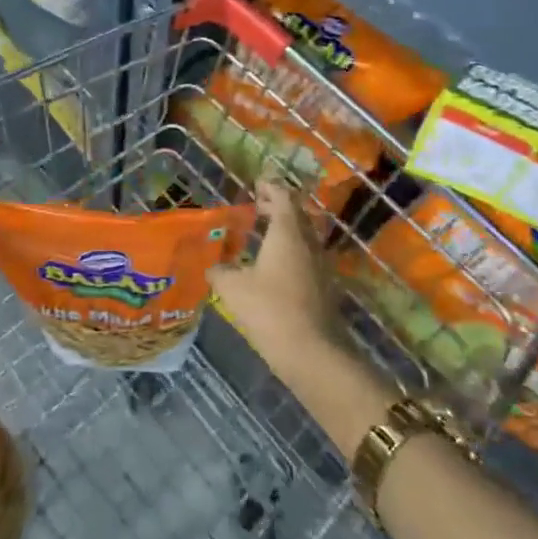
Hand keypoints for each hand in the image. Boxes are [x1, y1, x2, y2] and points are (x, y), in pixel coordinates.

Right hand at [208, 177, 345, 365]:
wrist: (313, 354)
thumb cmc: (270, 310)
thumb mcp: (233, 289)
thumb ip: (220, 272)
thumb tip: (212, 267)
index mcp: (287, 233)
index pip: (283, 197)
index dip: (270, 188)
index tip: (256, 184)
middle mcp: (308, 243)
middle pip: (296, 215)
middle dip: (277, 208)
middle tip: (256, 208)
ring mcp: (321, 266)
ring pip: (303, 237)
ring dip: (285, 231)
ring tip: (262, 236)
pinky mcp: (324, 288)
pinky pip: (306, 258)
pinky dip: (290, 253)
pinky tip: (273, 268)